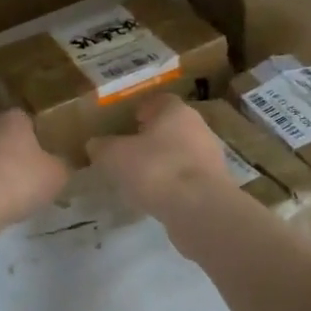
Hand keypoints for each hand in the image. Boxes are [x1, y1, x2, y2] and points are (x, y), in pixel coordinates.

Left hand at [0, 110, 71, 227]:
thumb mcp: (57, 175)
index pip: (29, 119)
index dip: (40, 136)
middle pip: (7, 136)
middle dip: (18, 152)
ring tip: (14, 193)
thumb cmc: (20, 180)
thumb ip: (62, 165)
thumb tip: (61, 163)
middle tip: (34, 174)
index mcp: (14, 118)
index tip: (48, 155)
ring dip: (0, 169)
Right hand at [87, 95, 232, 216]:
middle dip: (152, 137)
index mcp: (176, 111)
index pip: (159, 101)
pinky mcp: (215, 185)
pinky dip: (173, 184)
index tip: (128, 123)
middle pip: (172, 127)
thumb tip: (95, 144)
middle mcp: (198, 127)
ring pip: (181, 153)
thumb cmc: (156, 170)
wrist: (200, 210)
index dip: (142, 110)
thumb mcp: (114, 156)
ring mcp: (211, 157)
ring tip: (140, 179)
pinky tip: (157, 198)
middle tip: (129, 151)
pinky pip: (188, 178)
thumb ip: (102, 147)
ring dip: (163, 162)